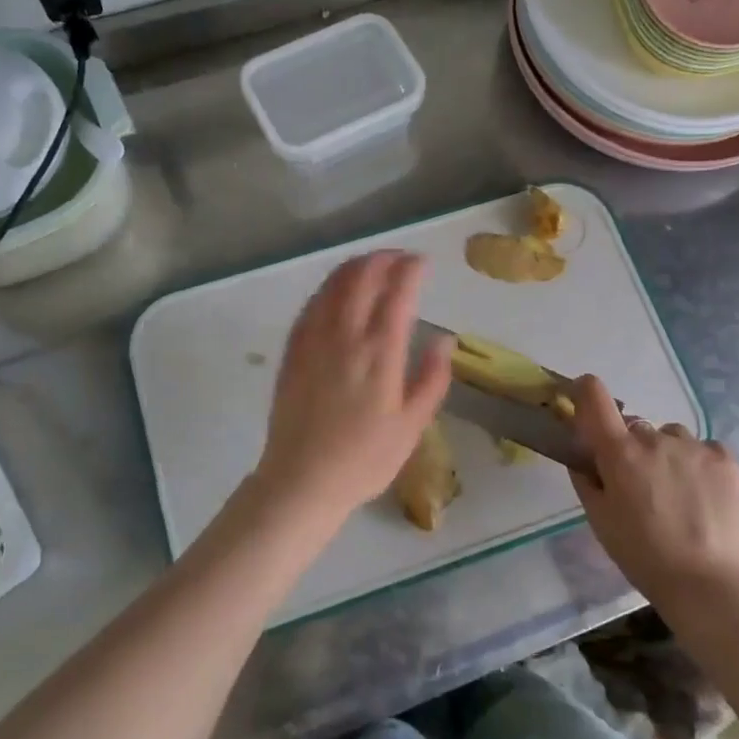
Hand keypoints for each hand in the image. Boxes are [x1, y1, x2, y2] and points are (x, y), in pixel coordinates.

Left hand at [247, 251, 452, 537]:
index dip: (410, 269)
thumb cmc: (365, 460)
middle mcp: (345, 337)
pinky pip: (310, 305)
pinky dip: (328, 287)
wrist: (302, 481)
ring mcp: (314, 341)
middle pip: (362, 278)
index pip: (398, 294)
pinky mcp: (293, 351)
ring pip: (333, 286)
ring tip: (372, 264)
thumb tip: (445, 339)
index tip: (422, 261)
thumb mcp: (412, 426)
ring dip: (354, 266)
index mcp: (380, 354)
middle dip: (382, 259)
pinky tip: (336, 289)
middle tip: (399, 258)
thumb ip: (432, 378)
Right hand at [568, 374, 738, 603]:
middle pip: (635, 427)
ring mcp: (694, 446)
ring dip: (667, 454)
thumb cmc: (644, 557)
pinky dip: (699, 463)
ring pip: (671, 437)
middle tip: (640, 485)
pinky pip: (704, 448)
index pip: (594, 396)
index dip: (586, 391)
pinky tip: (704, 495)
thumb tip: (582, 456)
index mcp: (619, 453)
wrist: (711, 585)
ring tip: (678, 493)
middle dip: (632, 448)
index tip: (584, 402)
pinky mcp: (726, 459)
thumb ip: (587, 480)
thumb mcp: (601, 522)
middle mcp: (655, 439)